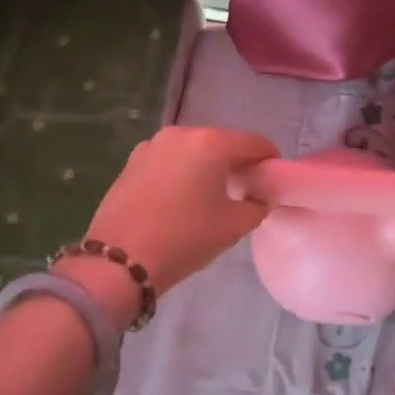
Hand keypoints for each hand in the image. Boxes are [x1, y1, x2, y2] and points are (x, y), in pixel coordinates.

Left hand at [60, 126, 278, 320]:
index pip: (254, 143)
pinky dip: (182, 171)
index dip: (270, 159)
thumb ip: (256, 206)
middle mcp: (181, 134)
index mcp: (211, 143)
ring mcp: (152, 146)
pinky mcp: (132, 162)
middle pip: (222, 142)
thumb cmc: (185, 238)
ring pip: (193, 150)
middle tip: (246, 188)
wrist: (120, 260)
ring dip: (207, 165)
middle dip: (237, 161)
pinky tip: (182, 198)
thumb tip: (256, 197)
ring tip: (212, 194)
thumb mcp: (233, 226)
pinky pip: (169, 160)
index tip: (274, 179)